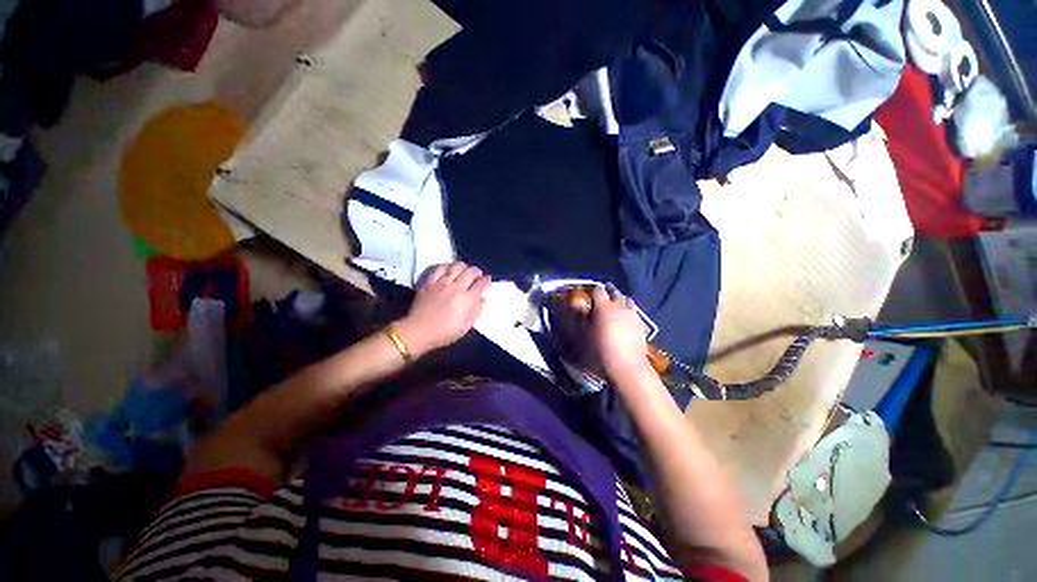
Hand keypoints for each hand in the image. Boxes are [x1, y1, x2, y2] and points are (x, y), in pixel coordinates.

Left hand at [394, 262, 490, 356]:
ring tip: (464, 270)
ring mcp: (442, 283)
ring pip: (456, 266)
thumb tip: (482, 299)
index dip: (486, 280)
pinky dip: (446, 266)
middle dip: (477, 271)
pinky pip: (439, 268)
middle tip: (477, 275)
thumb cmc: (444, 332)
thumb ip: (476, 311)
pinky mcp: (429, 282)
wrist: (418, 331)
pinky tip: (448, 270)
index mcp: (467, 299)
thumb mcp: (465, 327)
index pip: (481, 284)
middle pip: (470, 272)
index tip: (487, 280)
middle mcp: (456, 287)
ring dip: (463, 266)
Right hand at [589, 287, 651, 377]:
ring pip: (627, 300)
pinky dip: (628, 310)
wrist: (627, 366)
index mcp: (603, 307)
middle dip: (608, 292)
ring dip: (620, 300)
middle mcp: (619, 306)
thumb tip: (580, 309)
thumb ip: (582, 319)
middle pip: (614, 292)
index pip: (598, 291)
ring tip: (615, 306)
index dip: (593, 290)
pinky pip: (634, 311)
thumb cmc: (601, 351)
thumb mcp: (585, 335)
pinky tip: (625, 319)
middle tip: (602, 297)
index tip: (589, 294)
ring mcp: (632, 314)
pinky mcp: (641, 324)